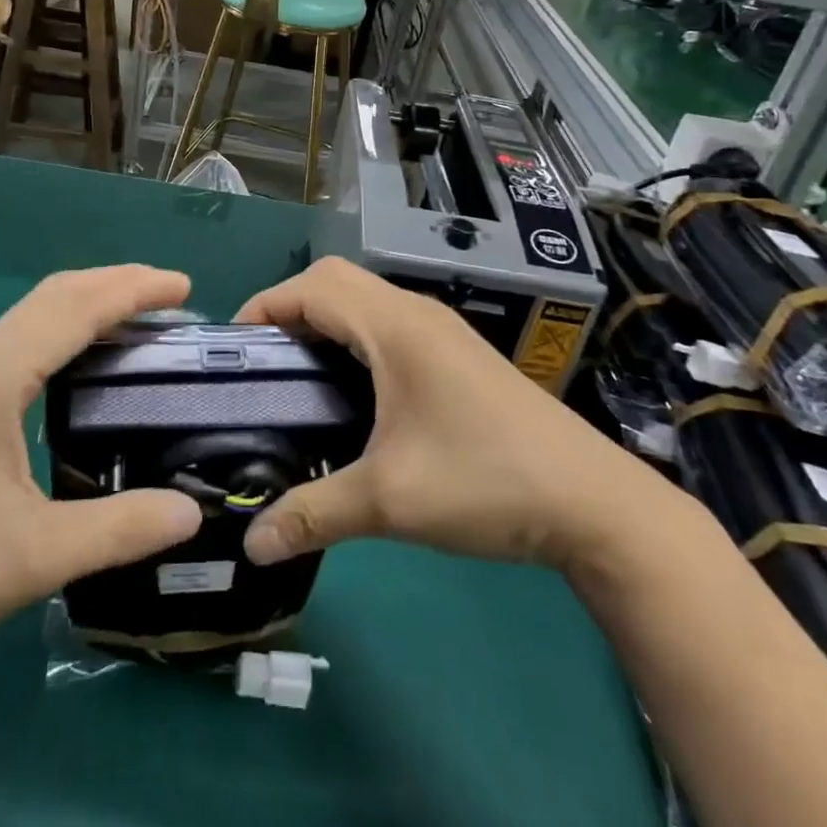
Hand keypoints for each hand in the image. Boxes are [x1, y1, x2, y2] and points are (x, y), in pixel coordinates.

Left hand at [0, 266, 203, 702]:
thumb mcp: (33, 560)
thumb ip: (119, 530)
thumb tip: (193, 513)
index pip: (73, 309)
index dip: (132, 290)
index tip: (185, 287)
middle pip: (52, 297)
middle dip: (115, 284)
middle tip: (172, 296)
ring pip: (31, 318)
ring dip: (87, 306)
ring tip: (139, 321)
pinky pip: (17, 345)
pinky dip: (63, 333)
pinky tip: (83, 365)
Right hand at [236, 257, 669, 573]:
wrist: (591, 501)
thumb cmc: (485, 481)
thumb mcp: (390, 501)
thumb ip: (314, 514)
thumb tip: (251, 544)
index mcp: (395, 327)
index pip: (313, 286)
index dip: (266, 306)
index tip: (235, 350)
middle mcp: (416, 314)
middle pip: (336, 282)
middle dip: (290, 309)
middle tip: (263, 364)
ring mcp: (441, 332)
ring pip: (365, 302)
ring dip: (324, 323)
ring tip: (295, 378)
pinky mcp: (457, 355)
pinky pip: (388, 325)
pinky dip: (354, 339)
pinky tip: (350, 392)